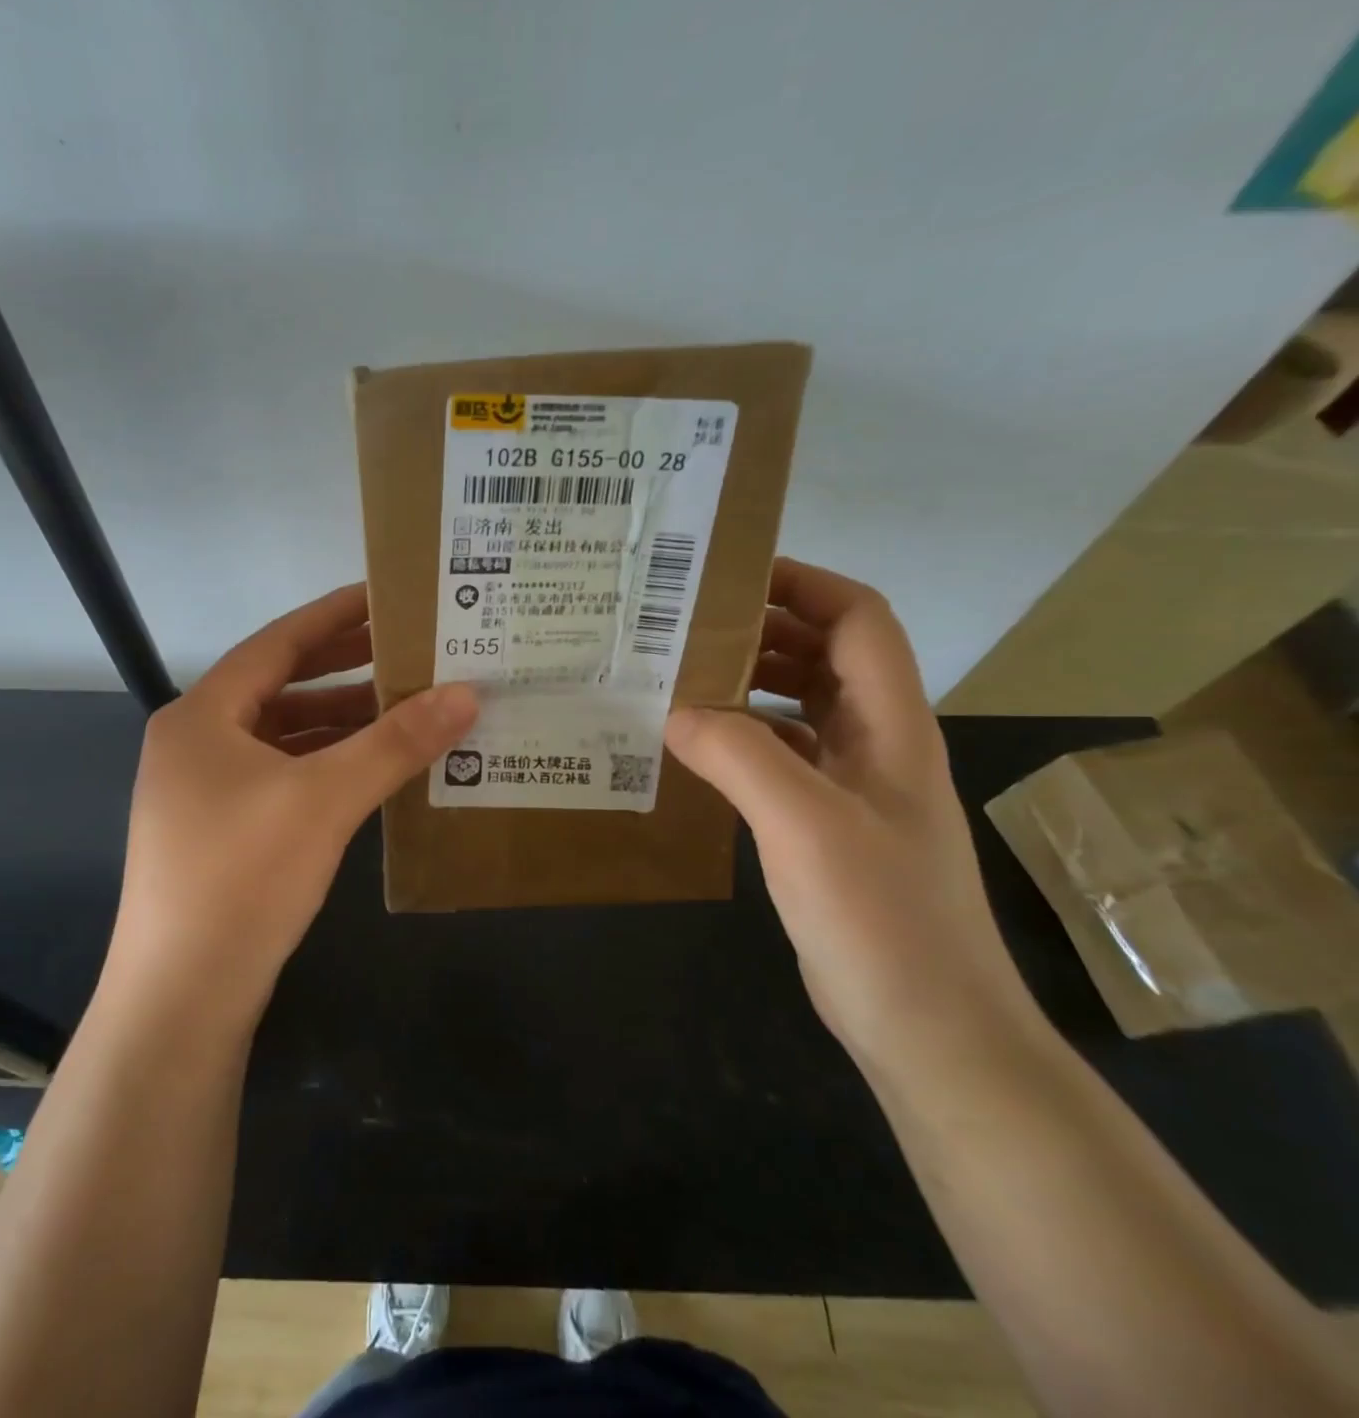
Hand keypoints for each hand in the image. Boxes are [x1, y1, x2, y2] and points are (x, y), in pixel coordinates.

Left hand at [101, 584, 477, 1036]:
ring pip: (281, 736)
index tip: (385, 596)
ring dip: (337, 722)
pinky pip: (280, 776)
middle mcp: (195, 743)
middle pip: (279, 687)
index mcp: (202, 715)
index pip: (277, 644)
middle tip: (406, 650)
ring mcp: (203, 791)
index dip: (333, 616)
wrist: (181, 998)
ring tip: (401, 708)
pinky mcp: (219, 832)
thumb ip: (395, 743)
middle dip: (343, 669)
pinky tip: (367, 771)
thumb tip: (465, 693)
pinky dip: (322, 765)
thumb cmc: (243, 878)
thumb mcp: (324, 800)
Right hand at [664, 558, 1045, 1074]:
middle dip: (763, 628)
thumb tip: (673, 710)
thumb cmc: (880, 915)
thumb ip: (738, 755)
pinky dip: (741, 738)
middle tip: (686, 624)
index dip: (804, 585)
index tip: (732, 575)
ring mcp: (854, 788)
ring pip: (801, 707)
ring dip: (749, 683)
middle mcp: (877, 744)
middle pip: (826, 656)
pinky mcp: (827, 826)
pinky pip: (781, 757)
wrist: (928, 1026)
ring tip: (679, 676)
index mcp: (891, 725)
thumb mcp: (804, 824)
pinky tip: (695, 748)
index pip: (859, 621)